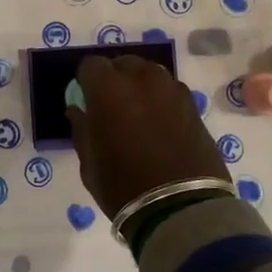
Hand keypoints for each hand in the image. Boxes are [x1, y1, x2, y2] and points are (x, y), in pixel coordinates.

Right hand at [66, 55, 230, 218]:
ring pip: (149, 73)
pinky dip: (160, 98)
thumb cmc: (124, 187)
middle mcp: (141, 79)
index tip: (86, 99)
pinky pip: (168, 90)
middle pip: (122, 63)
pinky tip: (159, 123)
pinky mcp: (192, 104)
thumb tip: (78, 110)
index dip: (86, 81)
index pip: (91, 65)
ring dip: (139, 85)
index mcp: (108, 89)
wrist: (182, 209)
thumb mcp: (89, 163)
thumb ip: (82, 129)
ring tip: (138, 113)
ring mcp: (171, 89)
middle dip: (114, 78)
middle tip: (111, 106)